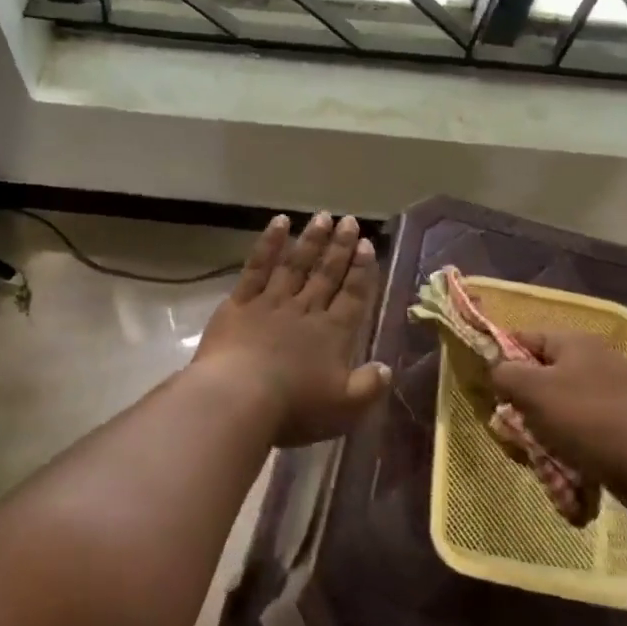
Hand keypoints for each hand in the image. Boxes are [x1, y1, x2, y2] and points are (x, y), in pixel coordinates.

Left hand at [191, 213, 387, 446]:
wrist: (238, 397)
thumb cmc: (294, 407)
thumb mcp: (343, 409)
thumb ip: (368, 386)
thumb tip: (387, 368)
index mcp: (332, 334)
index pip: (353, 296)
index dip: (362, 270)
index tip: (367, 245)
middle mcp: (305, 310)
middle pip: (326, 273)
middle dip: (340, 247)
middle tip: (349, 220)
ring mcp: (271, 302)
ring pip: (295, 264)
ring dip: (311, 239)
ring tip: (322, 216)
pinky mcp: (241, 302)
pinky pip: (258, 266)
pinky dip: (269, 243)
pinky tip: (279, 222)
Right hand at [489, 331, 626, 506]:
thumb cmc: (585, 418)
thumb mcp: (531, 391)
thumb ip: (504, 374)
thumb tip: (498, 373)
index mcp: (574, 342)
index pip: (524, 338)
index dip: (503, 361)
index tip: (491, 390)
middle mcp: (596, 359)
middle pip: (543, 375)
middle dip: (525, 403)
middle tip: (514, 428)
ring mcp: (614, 391)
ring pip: (562, 405)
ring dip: (545, 428)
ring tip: (538, 454)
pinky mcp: (625, 422)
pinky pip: (584, 427)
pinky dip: (570, 443)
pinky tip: (564, 465)